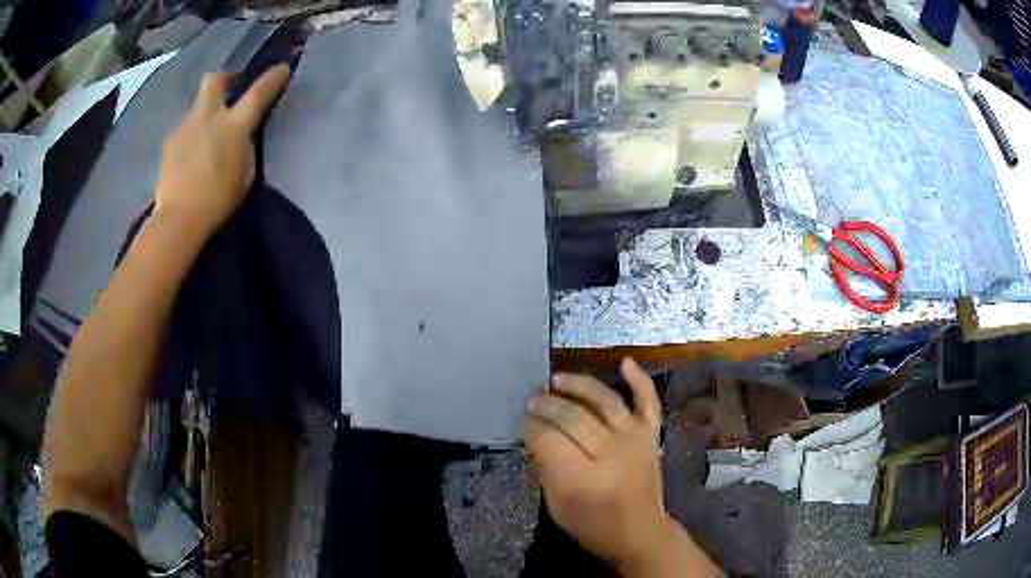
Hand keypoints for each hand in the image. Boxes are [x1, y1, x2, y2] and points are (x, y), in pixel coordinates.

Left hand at [153, 65, 289, 236]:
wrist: (180, 217)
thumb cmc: (219, 200)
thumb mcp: (244, 172)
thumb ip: (244, 146)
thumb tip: (242, 135)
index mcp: (233, 126)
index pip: (257, 93)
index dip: (271, 79)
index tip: (281, 69)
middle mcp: (208, 117)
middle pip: (214, 80)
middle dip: (223, 80)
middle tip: (228, 92)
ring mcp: (185, 127)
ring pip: (197, 106)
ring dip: (204, 113)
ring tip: (205, 136)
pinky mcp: (170, 141)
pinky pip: (184, 128)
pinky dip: (190, 134)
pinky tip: (190, 154)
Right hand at [524, 358, 669, 574]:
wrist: (639, 531)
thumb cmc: (592, 524)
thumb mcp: (556, 504)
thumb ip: (546, 466)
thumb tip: (536, 432)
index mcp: (582, 478)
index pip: (549, 438)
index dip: (531, 426)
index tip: (523, 420)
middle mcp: (611, 453)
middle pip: (573, 416)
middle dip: (548, 405)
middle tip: (533, 401)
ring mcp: (634, 440)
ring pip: (605, 401)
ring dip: (579, 386)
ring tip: (558, 380)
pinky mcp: (650, 435)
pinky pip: (647, 401)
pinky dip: (639, 380)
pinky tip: (625, 362)